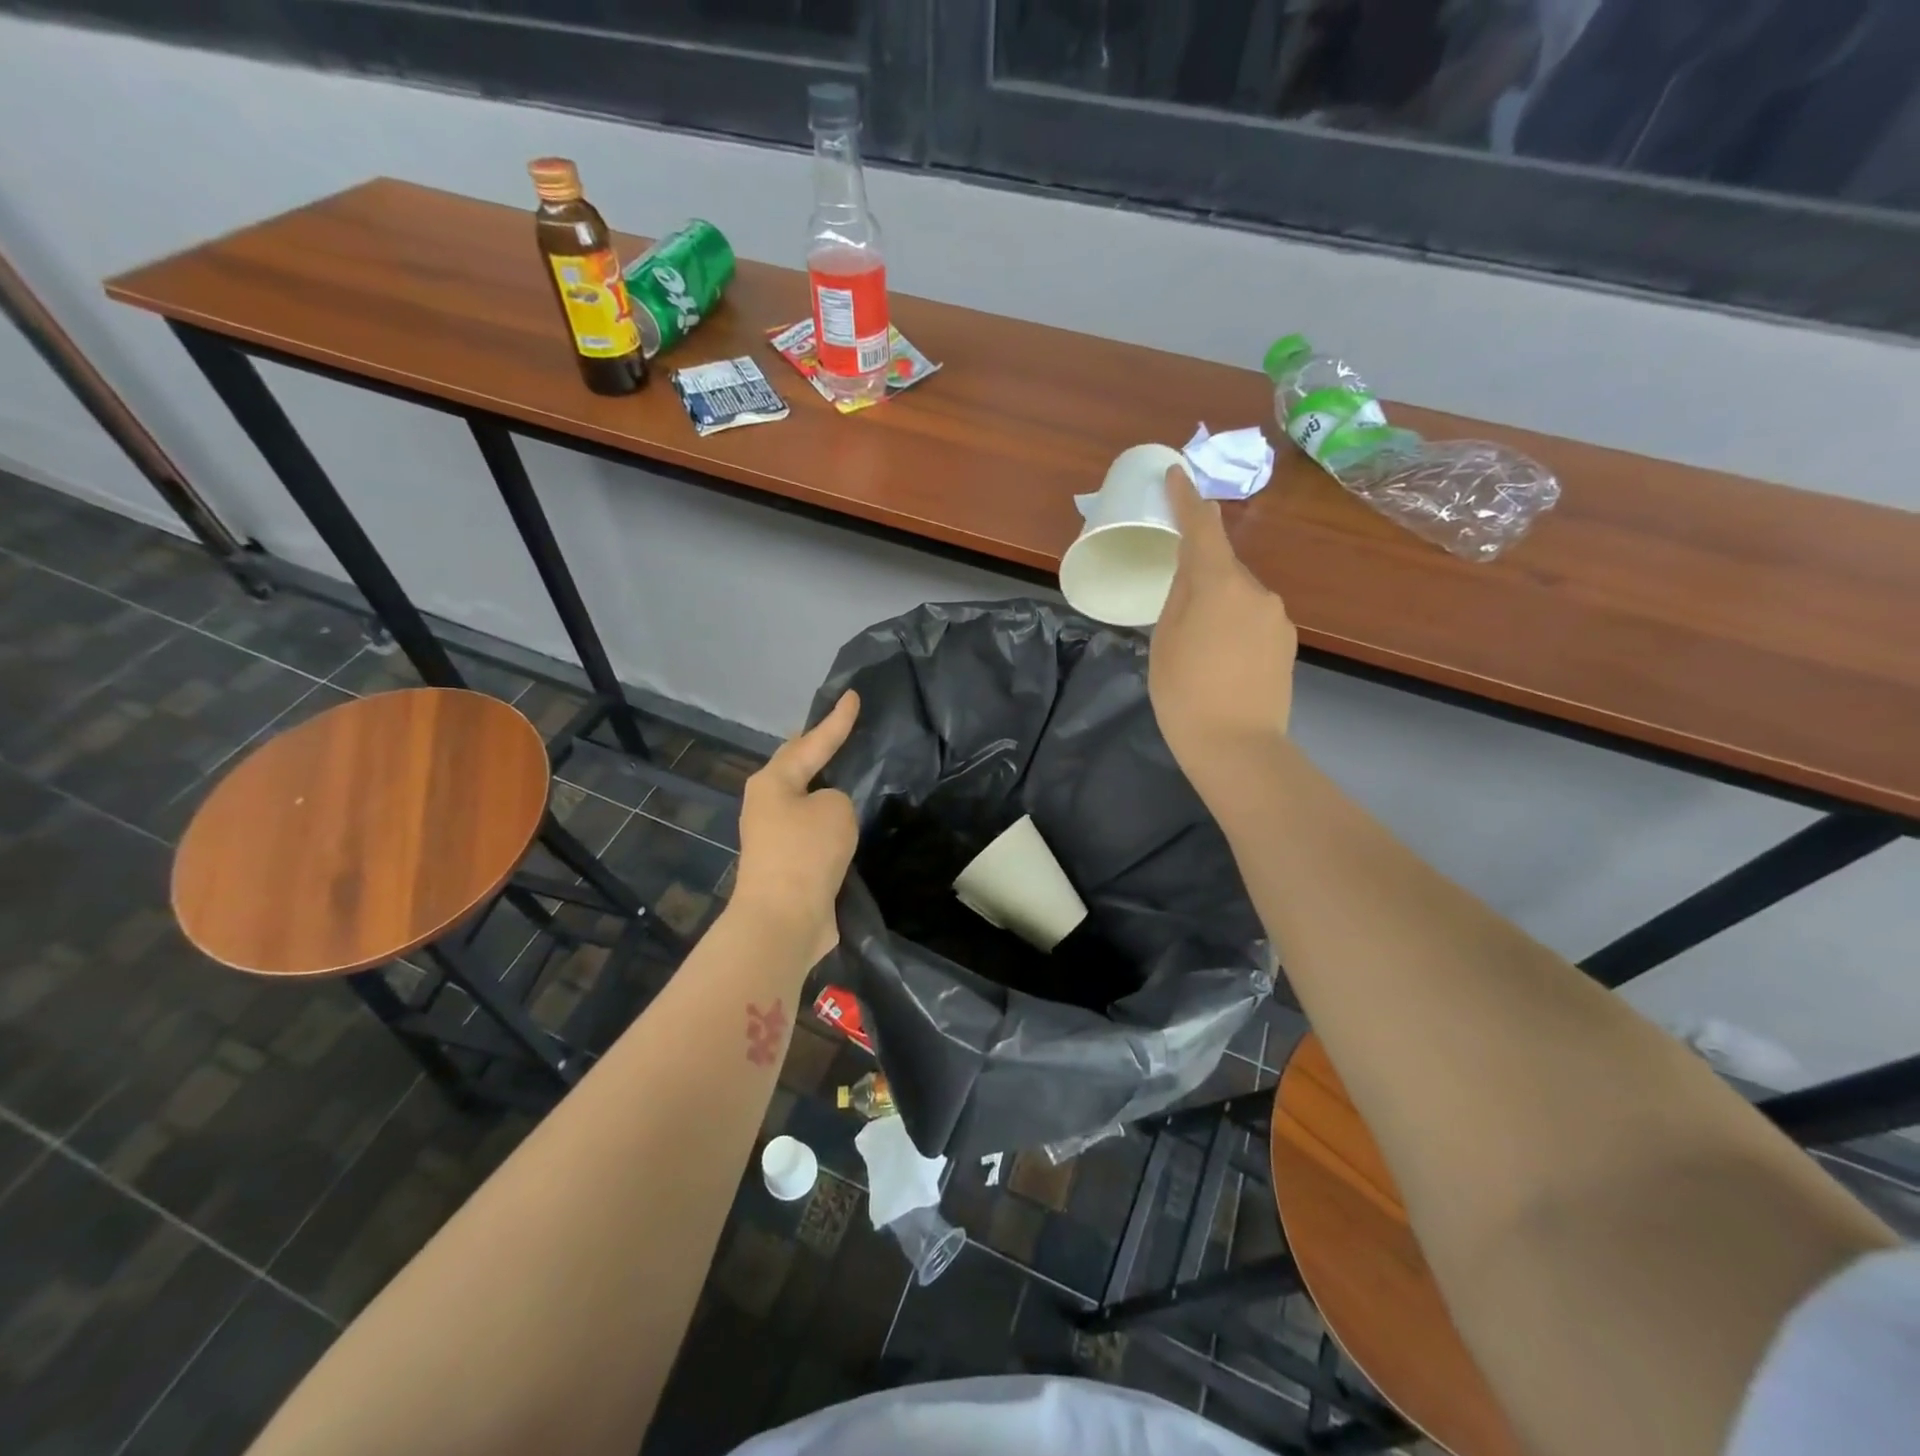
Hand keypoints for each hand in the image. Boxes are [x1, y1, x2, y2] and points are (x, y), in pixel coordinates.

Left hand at [731, 690, 860, 969]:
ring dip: (825, 787)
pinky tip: (850, 820)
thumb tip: (828, 814)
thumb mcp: (836, 808)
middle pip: (798, 766)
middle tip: (843, 728)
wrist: (783, 919)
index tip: (853, 695)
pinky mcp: (787, 864)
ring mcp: (774, 835)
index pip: (812, 741)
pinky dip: (831, 821)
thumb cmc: (806, 852)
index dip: (837, 720)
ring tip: (851, 770)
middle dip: (818, 748)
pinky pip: (814, 830)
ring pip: (806, 800)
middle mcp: (767, 803)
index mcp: (773, 781)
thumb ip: (838, 797)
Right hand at [1150, 467, 1297, 794]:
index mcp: (1220, 585)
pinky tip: (1219, 660)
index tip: (1178, 475)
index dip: (1188, 501)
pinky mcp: (1285, 642)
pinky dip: (1233, 626)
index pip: (1203, 529)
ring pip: (1238, 594)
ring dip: (1216, 604)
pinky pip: (1252, 618)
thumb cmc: (1185, 695)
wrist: (1238, 748)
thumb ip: (1179, 597)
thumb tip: (1192, 573)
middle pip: (1222, 566)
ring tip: (1195, 646)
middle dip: (1199, 572)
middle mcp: (1257, 591)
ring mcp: (1276, 617)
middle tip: (1173, 609)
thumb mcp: (1164, 642)